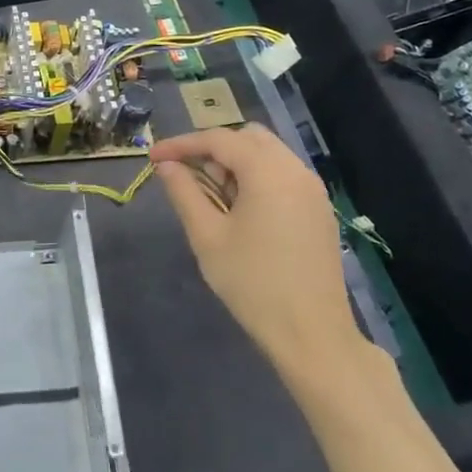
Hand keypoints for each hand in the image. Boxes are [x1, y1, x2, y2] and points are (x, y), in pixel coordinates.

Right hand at [150, 126, 369, 389]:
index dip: (182, 144)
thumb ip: (184, 192)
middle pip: (248, 138)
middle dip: (212, 150)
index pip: (219, 139)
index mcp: (268, 172)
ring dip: (235, 164)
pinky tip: (240, 211)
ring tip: (211, 198)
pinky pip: (282, 176)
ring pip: (268, 155)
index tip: (153, 157)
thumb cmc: (252, 283)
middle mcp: (295, 170)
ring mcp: (312, 190)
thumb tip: (166, 166)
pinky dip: (256, 179)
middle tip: (187, 178)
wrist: (311, 332)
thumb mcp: (207, 236)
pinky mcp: (318, 210)